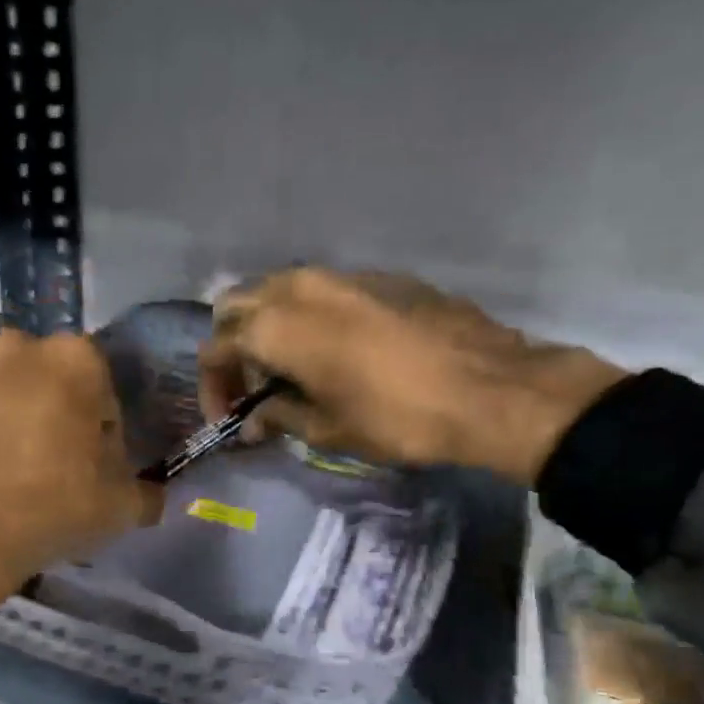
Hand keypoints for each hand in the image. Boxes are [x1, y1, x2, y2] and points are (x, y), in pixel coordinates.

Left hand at [0, 330, 162, 606]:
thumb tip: (154, 492)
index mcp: (77, 361)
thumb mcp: (119, 511)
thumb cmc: (46, 513)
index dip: (99, 429)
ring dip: (0, 401)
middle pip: (47, 375)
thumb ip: (147, 492)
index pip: (102, 390)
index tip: (90, 464)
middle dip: (50, 406)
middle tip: (43, 458)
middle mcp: (19, 345)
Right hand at [198, 269, 626, 485]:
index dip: (213, 386)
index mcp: (276, 325)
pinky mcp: (378, 276)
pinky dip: (309, 318)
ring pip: (279, 290)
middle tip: (254, 388)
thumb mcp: (327, 429)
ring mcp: (341, 274)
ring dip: (270, 328)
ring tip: (292, 370)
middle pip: (238, 306)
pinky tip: (336, 351)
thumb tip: (254, 419)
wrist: (490, 387)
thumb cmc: (396, 417)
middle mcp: (299, 287)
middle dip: (235, 347)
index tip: (229, 417)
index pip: (217, 347)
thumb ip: (278, 416)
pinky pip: (322, 291)